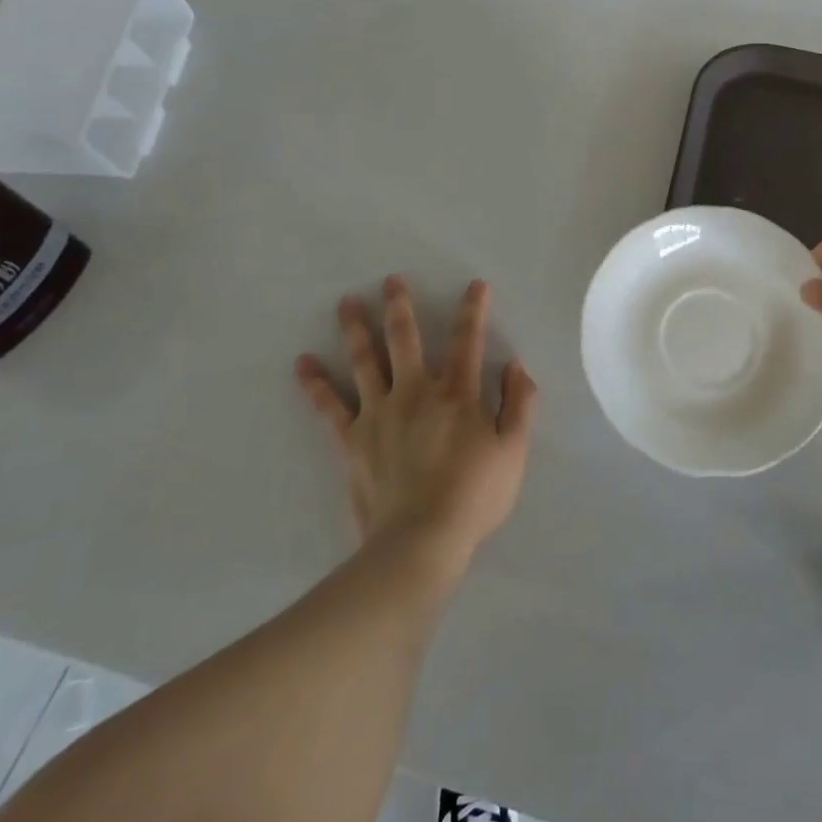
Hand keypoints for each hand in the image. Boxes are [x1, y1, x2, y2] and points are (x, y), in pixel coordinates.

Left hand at [295, 276, 536, 570]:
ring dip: (355, 329)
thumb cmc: (475, 495)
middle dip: (400, 307)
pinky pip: (329, 406)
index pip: (467, 340)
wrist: (421, 540)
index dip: (473, 310)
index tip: (475, 285)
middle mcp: (415, 392)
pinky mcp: (352, 440)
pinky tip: (303, 364)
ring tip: (346, 303)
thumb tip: (515, 366)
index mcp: (457, 393)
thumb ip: (519, 404)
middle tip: (390, 281)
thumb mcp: (514, 451)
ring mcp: (378, 414)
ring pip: (364, 361)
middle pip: (405, 340)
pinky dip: (315, 384)